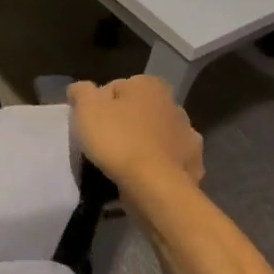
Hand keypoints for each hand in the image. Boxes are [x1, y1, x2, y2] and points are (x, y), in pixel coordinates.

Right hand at [68, 76, 204, 206]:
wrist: (155, 187)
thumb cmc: (118, 139)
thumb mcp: (86, 108)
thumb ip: (81, 92)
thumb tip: (80, 89)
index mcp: (150, 85)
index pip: (115, 88)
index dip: (99, 105)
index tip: (90, 123)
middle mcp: (174, 105)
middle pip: (138, 111)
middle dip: (124, 122)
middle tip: (104, 142)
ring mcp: (188, 136)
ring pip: (155, 135)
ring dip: (143, 143)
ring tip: (122, 163)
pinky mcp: (193, 165)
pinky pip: (167, 160)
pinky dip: (157, 165)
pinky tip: (142, 176)